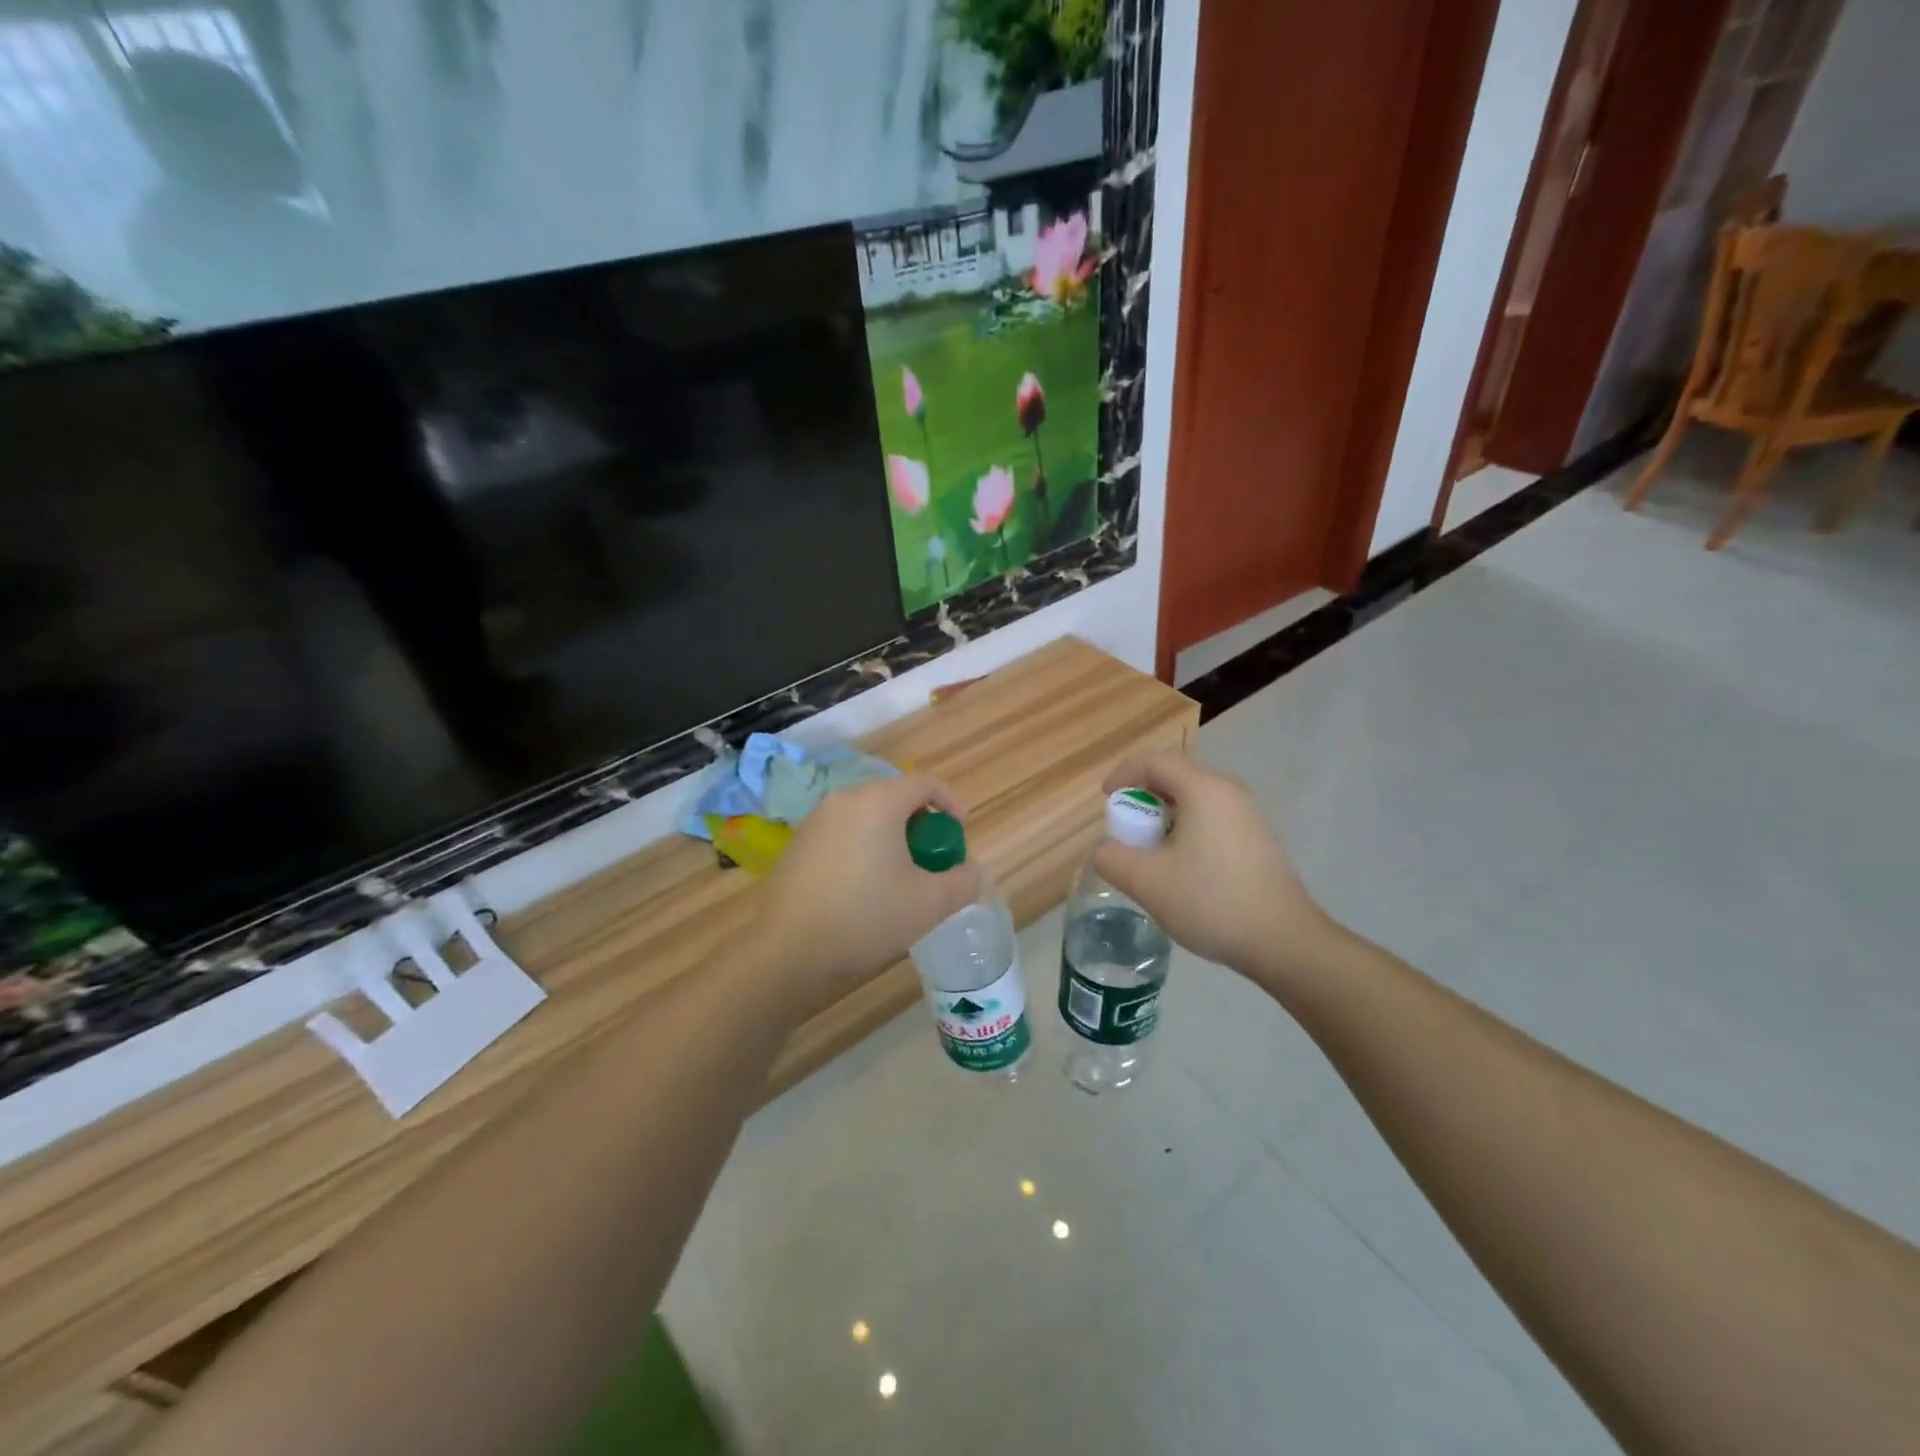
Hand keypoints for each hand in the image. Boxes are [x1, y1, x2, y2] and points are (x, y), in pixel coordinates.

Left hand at [746, 771, 982, 1016]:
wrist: (788, 951)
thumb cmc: (866, 918)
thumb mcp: (930, 904)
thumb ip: (963, 881)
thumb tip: (972, 871)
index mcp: (878, 802)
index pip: (926, 782)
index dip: (951, 803)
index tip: (960, 835)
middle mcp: (845, 799)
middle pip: (895, 797)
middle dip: (922, 826)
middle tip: (932, 863)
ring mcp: (816, 820)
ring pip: (868, 817)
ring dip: (892, 839)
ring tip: (900, 880)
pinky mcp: (798, 843)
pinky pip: (844, 833)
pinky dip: (864, 848)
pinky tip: (863, 891)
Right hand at [1093, 752, 1332, 983]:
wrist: (1284, 941)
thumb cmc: (1211, 901)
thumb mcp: (1146, 881)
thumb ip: (1111, 858)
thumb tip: (1105, 850)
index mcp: (1204, 790)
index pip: (1155, 761)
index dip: (1123, 773)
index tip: (1105, 799)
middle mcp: (1229, 793)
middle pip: (1176, 779)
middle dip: (1143, 800)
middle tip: (1125, 831)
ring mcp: (1249, 816)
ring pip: (1195, 802)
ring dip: (1165, 820)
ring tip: (1150, 855)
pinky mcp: (1259, 841)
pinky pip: (1213, 821)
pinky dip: (1187, 833)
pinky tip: (1183, 872)